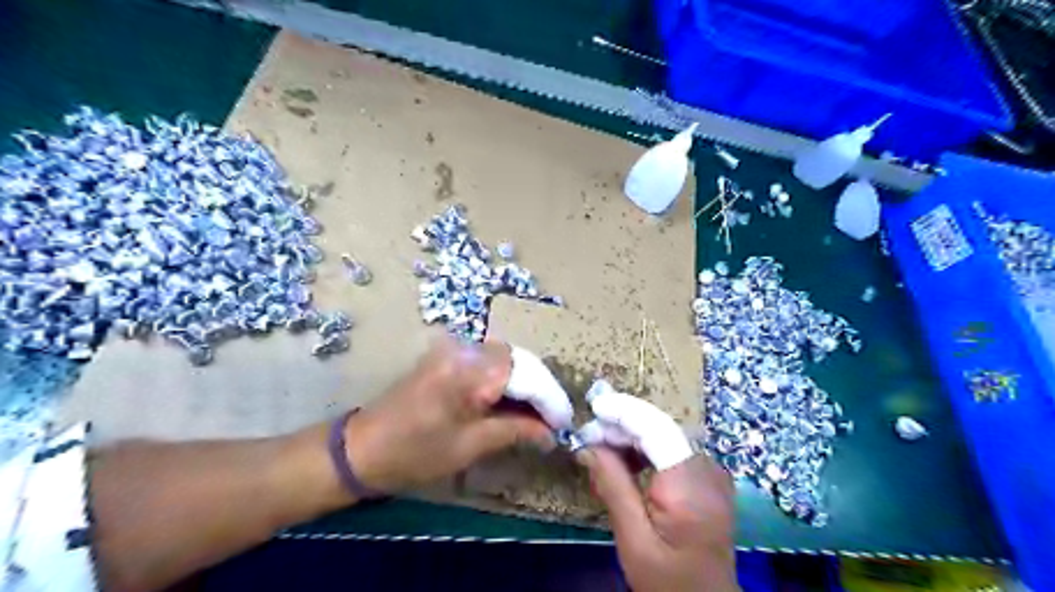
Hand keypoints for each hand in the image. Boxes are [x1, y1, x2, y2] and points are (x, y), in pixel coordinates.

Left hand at [346, 337, 559, 489]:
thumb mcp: (471, 446)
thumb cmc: (415, 453)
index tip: (565, 424)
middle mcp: (465, 349)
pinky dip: (506, 379)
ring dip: (525, 383)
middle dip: (540, 388)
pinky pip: (488, 361)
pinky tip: (512, 401)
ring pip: (506, 358)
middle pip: (519, 360)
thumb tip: (551, 433)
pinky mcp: (447, 355)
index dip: (550, 400)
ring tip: (538, 413)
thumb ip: (516, 431)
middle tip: (554, 420)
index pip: (527, 376)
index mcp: (470, 370)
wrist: (362, 448)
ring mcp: (454, 349)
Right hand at [577, 383, 735, 591]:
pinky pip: (672, 449)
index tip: (592, 407)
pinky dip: (644, 448)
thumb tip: (588, 445)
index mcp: (690, 486)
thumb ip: (613, 486)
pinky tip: (623, 461)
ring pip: (665, 435)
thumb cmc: (668, 581)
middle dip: (622, 425)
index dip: (624, 411)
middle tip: (587, 437)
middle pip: (660, 428)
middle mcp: (707, 469)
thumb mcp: (634, 539)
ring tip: (599, 447)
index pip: (656, 428)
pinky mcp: (707, 477)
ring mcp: (711, 472)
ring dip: (631, 435)